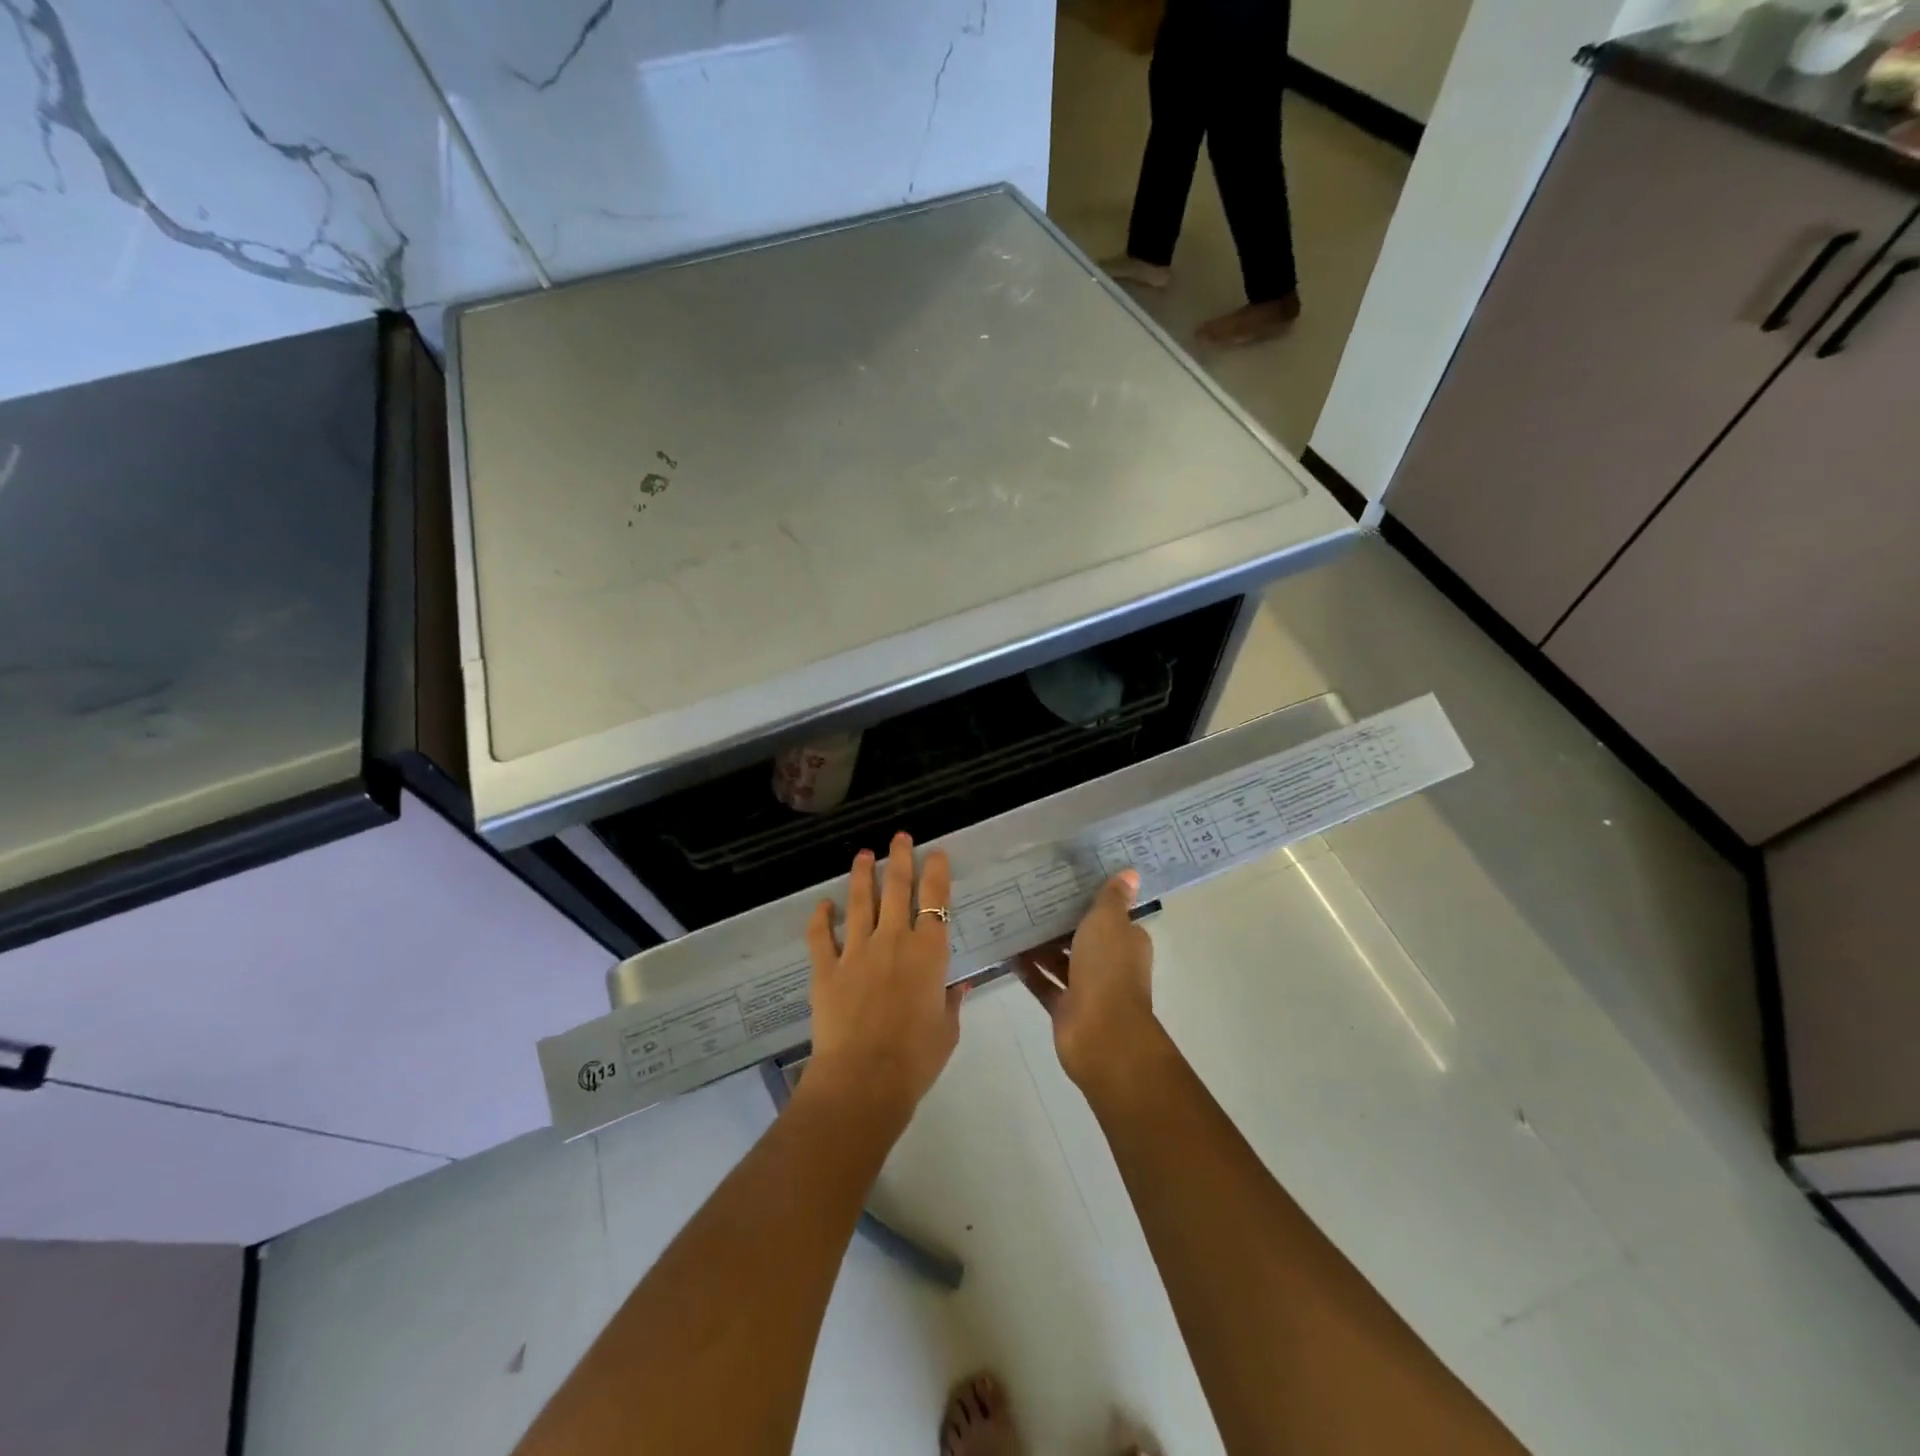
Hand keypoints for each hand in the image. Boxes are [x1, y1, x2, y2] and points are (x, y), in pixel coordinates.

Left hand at [804, 833, 963, 1127]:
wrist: (864, 1079)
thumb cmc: (915, 1059)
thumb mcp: (947, 1031)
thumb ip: (950, 1003)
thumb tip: (957, 987)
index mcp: (928, 953)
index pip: (935, 901)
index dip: (936, 872)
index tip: (935, 853)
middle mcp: (893, 941)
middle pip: (897, 889)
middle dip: (899, 859)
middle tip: (899, 837)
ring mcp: (856, 952)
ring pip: (860, 902)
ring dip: (862, 875)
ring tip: (863, 855)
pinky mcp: (826, 969)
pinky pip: (821, 936)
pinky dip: (821, 918)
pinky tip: (822, 904)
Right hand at [1017, 869, 1166, 1095]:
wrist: (1101, 1033)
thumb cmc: (1107, 969)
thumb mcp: (1109, 922)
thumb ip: (1112, 898)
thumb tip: (1131, 872)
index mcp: (1126, 942)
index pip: (1111, 916)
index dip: (1091, 901)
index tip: (1065, 882)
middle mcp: (1110, 963)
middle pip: (1084, 938)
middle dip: (1061, 922)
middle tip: (1029, 897)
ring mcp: (1087, 988)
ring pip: (1062, 961)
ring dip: (1042, 946)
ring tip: (1013, 921)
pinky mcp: (1066, 1008)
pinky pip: (1044, 984)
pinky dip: (1030, 971)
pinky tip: (1008, 953)